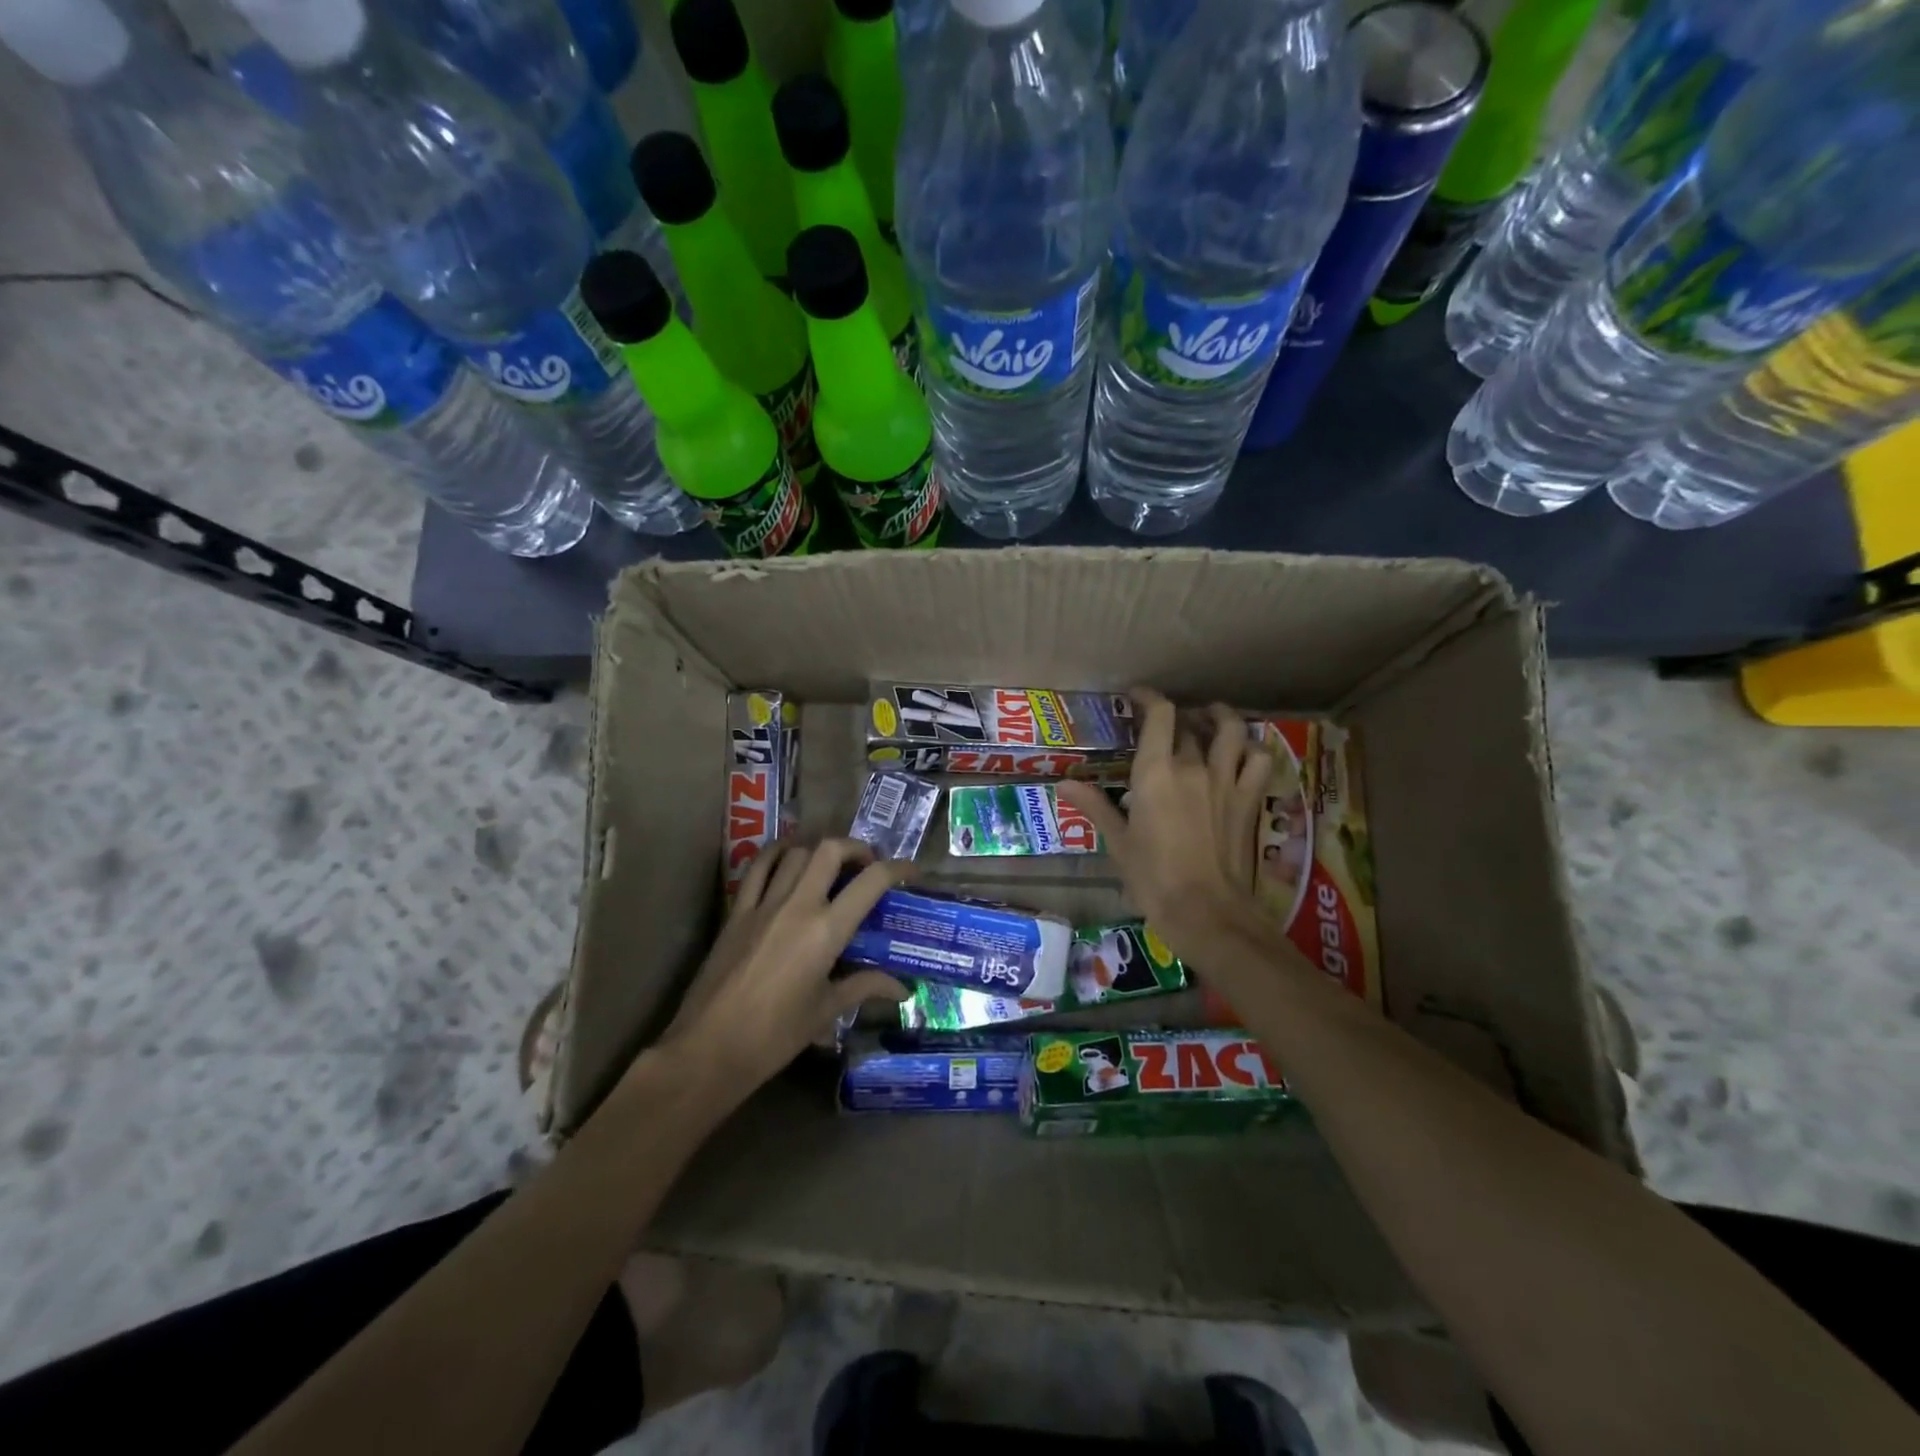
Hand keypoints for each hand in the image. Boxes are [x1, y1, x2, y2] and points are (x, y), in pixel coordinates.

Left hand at [664, 839, 910, 1090]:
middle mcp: (797, 905)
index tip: (911, 871)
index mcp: (826, 931)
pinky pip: (758, 867)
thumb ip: (864, 987)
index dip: (897, 868)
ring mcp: (763, 904)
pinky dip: (777, 854)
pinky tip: (788, 859)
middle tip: (867, 865)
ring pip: (795, 852)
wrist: (709, 1049)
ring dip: (819, 850)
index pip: (871, 882)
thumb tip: (902, 989)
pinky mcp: (736, 911)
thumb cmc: (775, 1036)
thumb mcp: (826, 1011)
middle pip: (830, 850)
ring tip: (831, 865)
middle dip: (856, 848)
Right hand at [1059, 691, 1270, 950]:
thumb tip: (1065, 783)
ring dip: (1220, 718)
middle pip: (1189, 724)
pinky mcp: (1248, 800)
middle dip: (1176, 717)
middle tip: (1163, 725)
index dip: (1149, 697)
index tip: (1137, 697)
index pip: (1159, 715)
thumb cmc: (1153, 878)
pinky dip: (1251, 749)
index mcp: (1156, 773)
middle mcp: (1194, 767)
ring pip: (1232, 731)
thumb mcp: (1118, 842)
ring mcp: (1226, 781)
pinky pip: (1259, 761)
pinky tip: (1241, 753)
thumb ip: (1095, 806)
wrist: (1205, 912)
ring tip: (1210, 718)